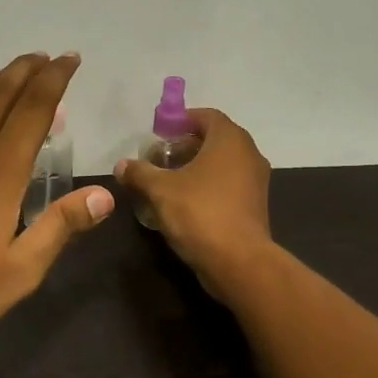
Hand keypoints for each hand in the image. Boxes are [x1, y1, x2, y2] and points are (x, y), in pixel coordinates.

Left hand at [0, 53, 115, 352]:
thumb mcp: (19, 271)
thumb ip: (60, 228)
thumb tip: (104, 195)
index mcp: (0, 172)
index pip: (33, 109)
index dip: (55, 80)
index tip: (71, 60)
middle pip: (1, 94)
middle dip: (28, 70)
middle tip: (49, 57)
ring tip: (16, 70)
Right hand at [114, 108, 271, 302]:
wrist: (239, 262)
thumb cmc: (200, 214)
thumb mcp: (160, 190)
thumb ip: (140, 173)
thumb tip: (122, 165)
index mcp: (230, 140)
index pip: (207, 116)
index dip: (182, 120)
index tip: (160, 134)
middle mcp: (249, 154)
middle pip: (214, 139)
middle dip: (186, 146)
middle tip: (159, 159)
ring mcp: (256, 181)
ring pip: (222, 164)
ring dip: (196, 168)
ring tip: (168, 182)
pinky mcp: (254, 205)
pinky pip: (228, 185)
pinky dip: (208, 186)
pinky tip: (185, 203)